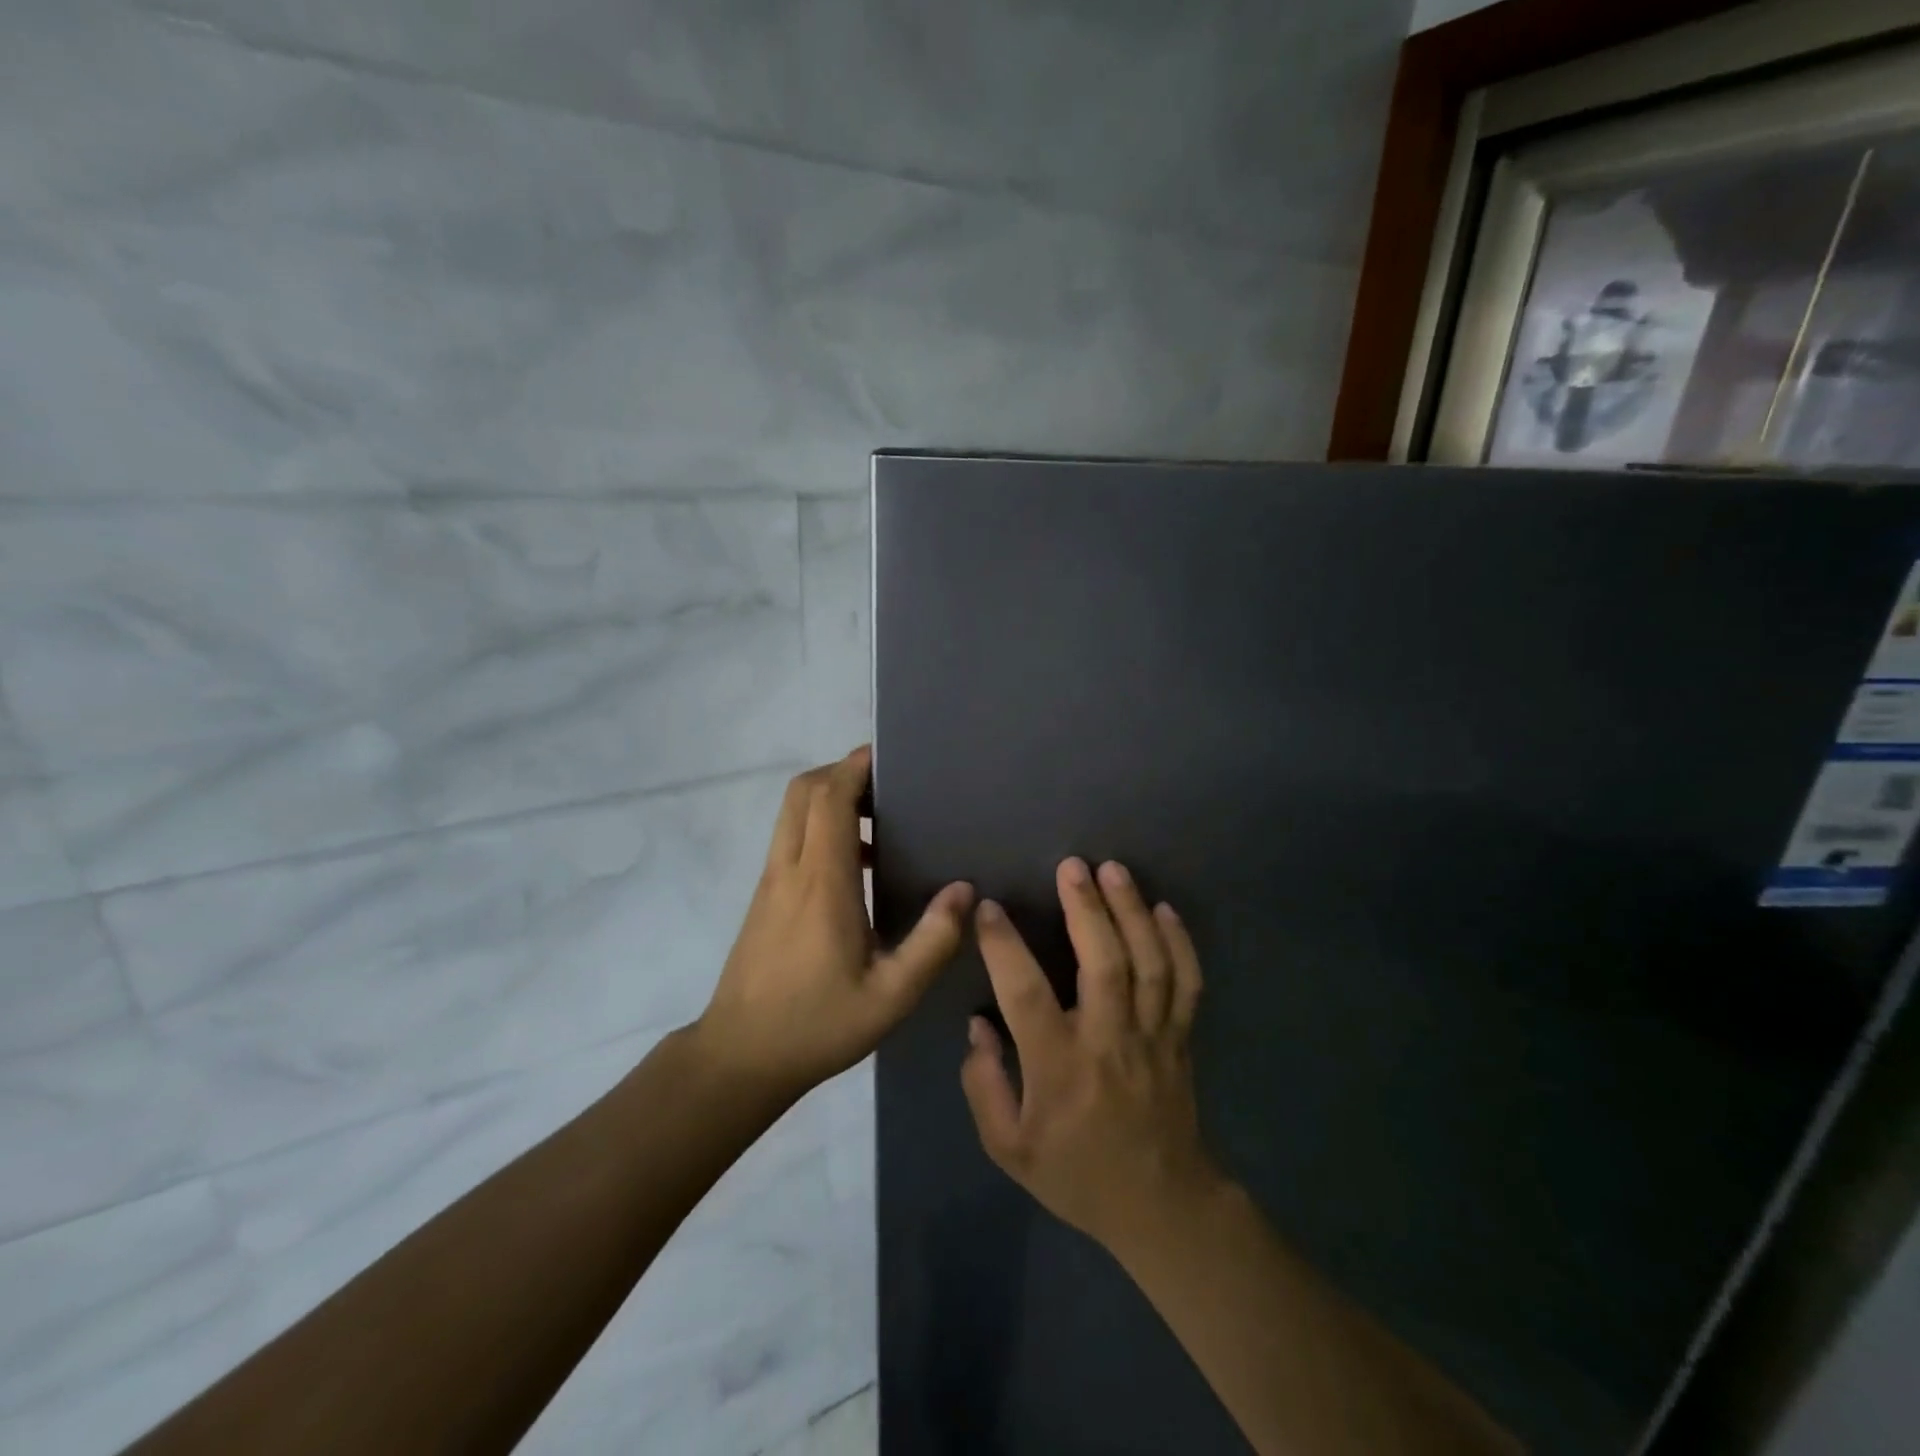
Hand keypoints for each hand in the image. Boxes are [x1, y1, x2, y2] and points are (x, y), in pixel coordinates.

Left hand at [697, 747, 974, 1098]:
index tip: (888, 757)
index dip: (855, 767)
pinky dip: (820, 827)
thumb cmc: (817, 1024)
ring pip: (793, 812)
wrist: (740, 1057)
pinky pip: (791, 839)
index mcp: (822, 881)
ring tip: (879, 822)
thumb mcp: (891, 995)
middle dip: (842, 773)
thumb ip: (932, 941)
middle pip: (803, 791)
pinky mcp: (765, 897)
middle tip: (887, 786)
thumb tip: (964, 890)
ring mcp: (771, 881)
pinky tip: (857, 866)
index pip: (830, 798)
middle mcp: (791, 868)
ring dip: (830, 799)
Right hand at [961, 857, 1222, 1253]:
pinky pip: (1187, 983)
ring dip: (1132, 912)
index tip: (988, 909)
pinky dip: (1180, 943)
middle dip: (1087, 909)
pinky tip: (1165, 909)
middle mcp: (1109, 1042)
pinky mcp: (1182, 1038)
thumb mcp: (1010, 1148)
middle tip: (1071, 866)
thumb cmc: (1077, 1174)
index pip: (1027, 995)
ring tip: (1114, 870)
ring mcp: (1153, 1037)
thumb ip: (984, 1085)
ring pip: (1149, 964)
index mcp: (1060, 1068)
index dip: (1005, 947)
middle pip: (1104, 964)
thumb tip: (977, 1024)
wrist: (1161, 1205)